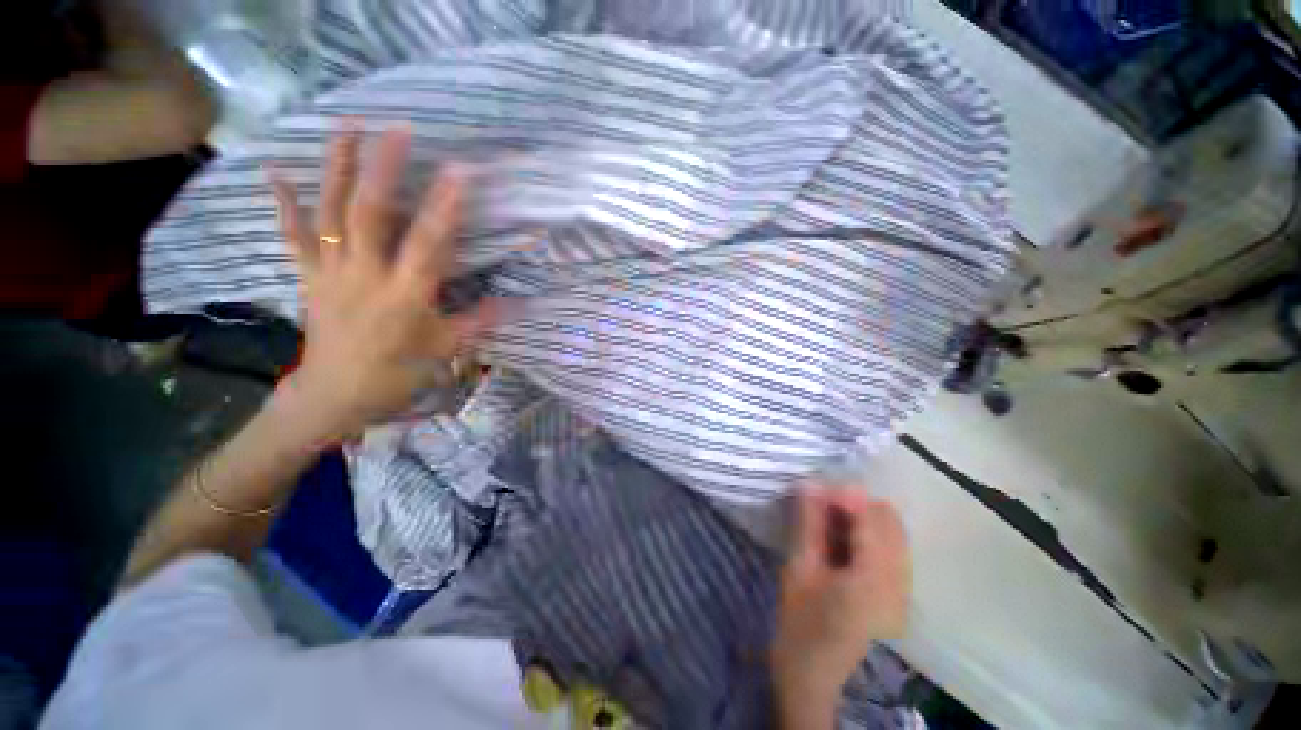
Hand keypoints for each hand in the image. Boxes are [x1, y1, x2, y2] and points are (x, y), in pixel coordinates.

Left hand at [270, 125, 499, 442]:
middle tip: (397, 129)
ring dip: (336, 167)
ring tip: (347, 126)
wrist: (334, 395)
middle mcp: (365, 276)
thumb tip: (520, 302)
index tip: (460, 171)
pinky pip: (293, 235)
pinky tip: (275, 169)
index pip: (428, 244)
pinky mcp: (308, 276)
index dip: (444, 207)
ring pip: (329, 213)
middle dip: (383, 169)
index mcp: (405, 296)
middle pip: (369, 214)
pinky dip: (283, 203)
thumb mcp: (446, 350)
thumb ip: (481, 321)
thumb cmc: (397, 373)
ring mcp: (330, 272)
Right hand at [772, 486, 910, 710]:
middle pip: (889, 522)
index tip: (815, 488)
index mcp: (874, 581)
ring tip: (826, 522)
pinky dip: (868, 535)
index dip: (844, 496)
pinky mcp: (899, 596)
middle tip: (818, 506)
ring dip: (861, 519)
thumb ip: (809, 524)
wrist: (812, 677)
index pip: (871, 518)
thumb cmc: (798, 624)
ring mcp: (904, 592)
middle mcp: (900, 584)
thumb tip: (810, 483)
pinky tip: (841, 541)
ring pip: (893, 533)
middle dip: (854, 506)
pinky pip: (892, 549)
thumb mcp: (799, 569)